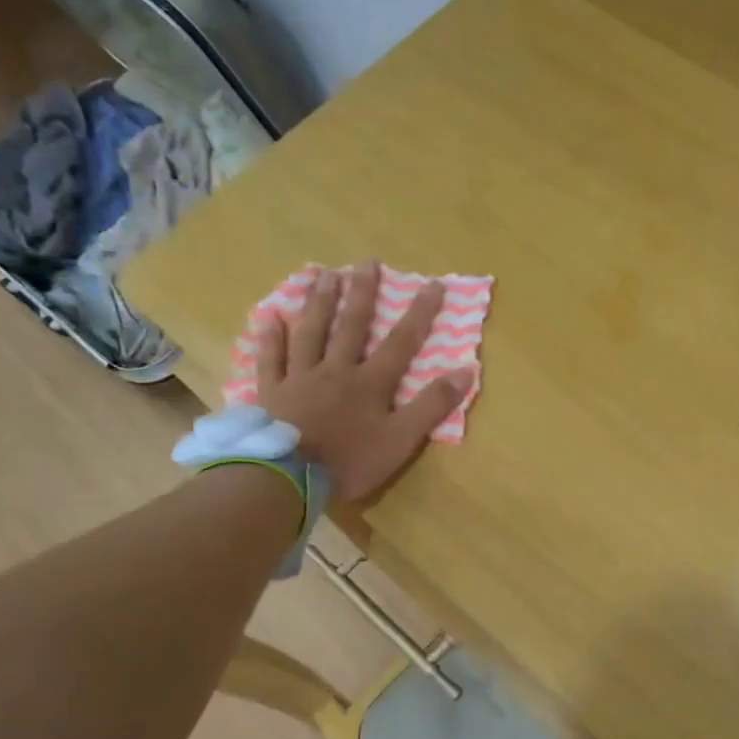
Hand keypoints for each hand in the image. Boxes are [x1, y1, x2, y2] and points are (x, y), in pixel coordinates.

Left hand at [258, 262, 470, 500]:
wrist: (290, 476)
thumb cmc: (351, 461)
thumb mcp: (402, 440)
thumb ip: (432, 405)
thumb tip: (467, 370)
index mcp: (370, 383)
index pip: (401, 342)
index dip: (419, 313)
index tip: (432, 284)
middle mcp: (336, 370)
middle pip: (351, 327)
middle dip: (362, 294)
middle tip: (366, 262)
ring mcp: (300, 378)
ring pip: (311, 333)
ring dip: (319, 303)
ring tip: (324, 275)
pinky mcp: (271, 392)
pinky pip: (271, 359)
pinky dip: (271, 338)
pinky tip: (271, 318)